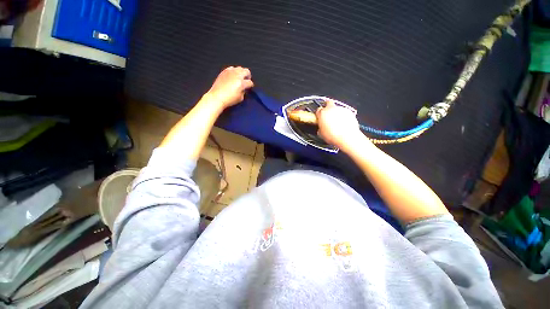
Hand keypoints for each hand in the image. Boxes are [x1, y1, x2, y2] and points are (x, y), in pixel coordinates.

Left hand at [206, 66, 253, 109]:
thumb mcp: (240, 98)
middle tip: (246, 80)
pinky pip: (232, 68)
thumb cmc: (229, 99)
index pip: (250, 82)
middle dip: (248, 76)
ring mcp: (230, 72)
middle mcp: (237, 75)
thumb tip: (244, 88)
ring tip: (239, 78)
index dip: (251, 86)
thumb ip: (244, 91)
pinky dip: (234, 71)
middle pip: (246, 71)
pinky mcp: (224, 71)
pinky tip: (232, 76)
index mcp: (241, 83)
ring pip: (239, 68)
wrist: (217, 97)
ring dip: (241, 73)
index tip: (249, 88)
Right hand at [316, 101, 364, 150]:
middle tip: (327, 115)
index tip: (320, 118)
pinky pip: (344, 112)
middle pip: (328, 103)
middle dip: (327, 107)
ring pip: (337, 108)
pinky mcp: (349, 112)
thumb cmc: (333, 136)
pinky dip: (343, 116)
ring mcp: (341, 109)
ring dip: (336, 113)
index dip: (319, 114)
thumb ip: (320, 127)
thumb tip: (321, 128)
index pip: (318, 110)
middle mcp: (331, 109)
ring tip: (337, 123)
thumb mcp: (321, 134)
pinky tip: (343, 124)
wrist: (347, 137)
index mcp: (322, 113)